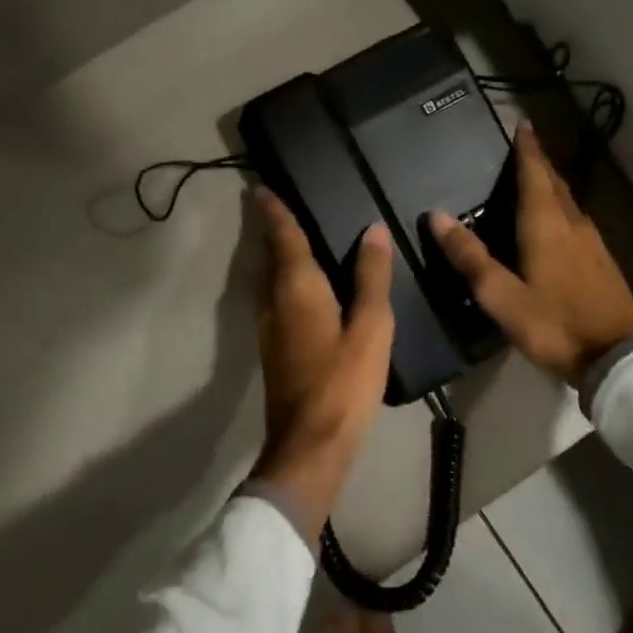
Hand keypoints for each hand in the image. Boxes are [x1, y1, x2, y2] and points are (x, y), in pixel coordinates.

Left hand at [251, 188, 394, 542]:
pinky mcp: (273, 349)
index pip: (284, 238)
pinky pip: (273, 299)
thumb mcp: (371, 327)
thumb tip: (372, 230)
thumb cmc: (344, 382)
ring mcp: (269, 327)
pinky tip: (300, 288)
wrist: (310, 444)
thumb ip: (371, 277)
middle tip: (277, 206)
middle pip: (270, 256)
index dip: (275, 212)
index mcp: (297, 289)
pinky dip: (281, 281)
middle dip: (272, 230)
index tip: (261, 188)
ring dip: (274, 256)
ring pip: (267, 279)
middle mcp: (274, 301)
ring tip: (289, 239)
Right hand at [430, 123, 632, 388]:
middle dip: (539, 163)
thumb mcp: (501, 296)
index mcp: (546, 226)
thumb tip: (437, 216)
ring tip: (533, 180)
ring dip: (551, 186)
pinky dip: (561, 210)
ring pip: (569, 203)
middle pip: (555, 184)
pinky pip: (576, 222)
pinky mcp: (603, 262)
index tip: (522, 123)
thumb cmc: (554, 325)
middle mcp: (573, 224)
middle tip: (523, 148)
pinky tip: (555, 224)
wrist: (617, 358)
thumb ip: (470, 257)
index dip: (527, 149)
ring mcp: (593, 243)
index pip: (535, 174)